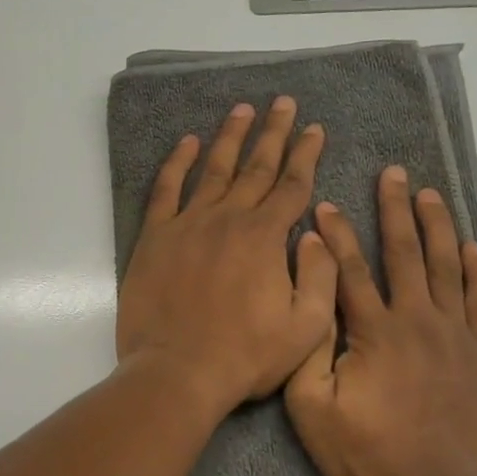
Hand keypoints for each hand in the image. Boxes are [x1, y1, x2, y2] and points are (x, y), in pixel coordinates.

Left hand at [117, 97, 336, 413]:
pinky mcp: (155, 238)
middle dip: (273, 133)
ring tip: (242, 109)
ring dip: (230, 137)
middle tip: (283, 103)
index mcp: (266, 238)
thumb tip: (316, 234)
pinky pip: (167, 190)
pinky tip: (188, 144)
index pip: (292, 185)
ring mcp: (188, 225)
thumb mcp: (306, 327)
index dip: (306, 155)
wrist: (178, 372)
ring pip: (214, 170)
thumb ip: (320, 275)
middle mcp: (228, 219)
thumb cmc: (245, 356)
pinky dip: (178, 163)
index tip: (315, 129)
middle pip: (256, 167)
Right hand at [284, 166, 476, 475]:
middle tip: (394, 174)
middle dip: (395, 211)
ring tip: (430, 195)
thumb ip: (308, 344)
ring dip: (436, 228)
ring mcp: (455, 336)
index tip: (326, 206)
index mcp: (373, 330)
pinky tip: (471, 249)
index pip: (349, 270)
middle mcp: (417, 320)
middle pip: (404, 254)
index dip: (335, 235)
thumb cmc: (363, 451)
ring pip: (446, 268)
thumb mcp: (310, 404)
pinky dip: (476, 272)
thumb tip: (311, 292)